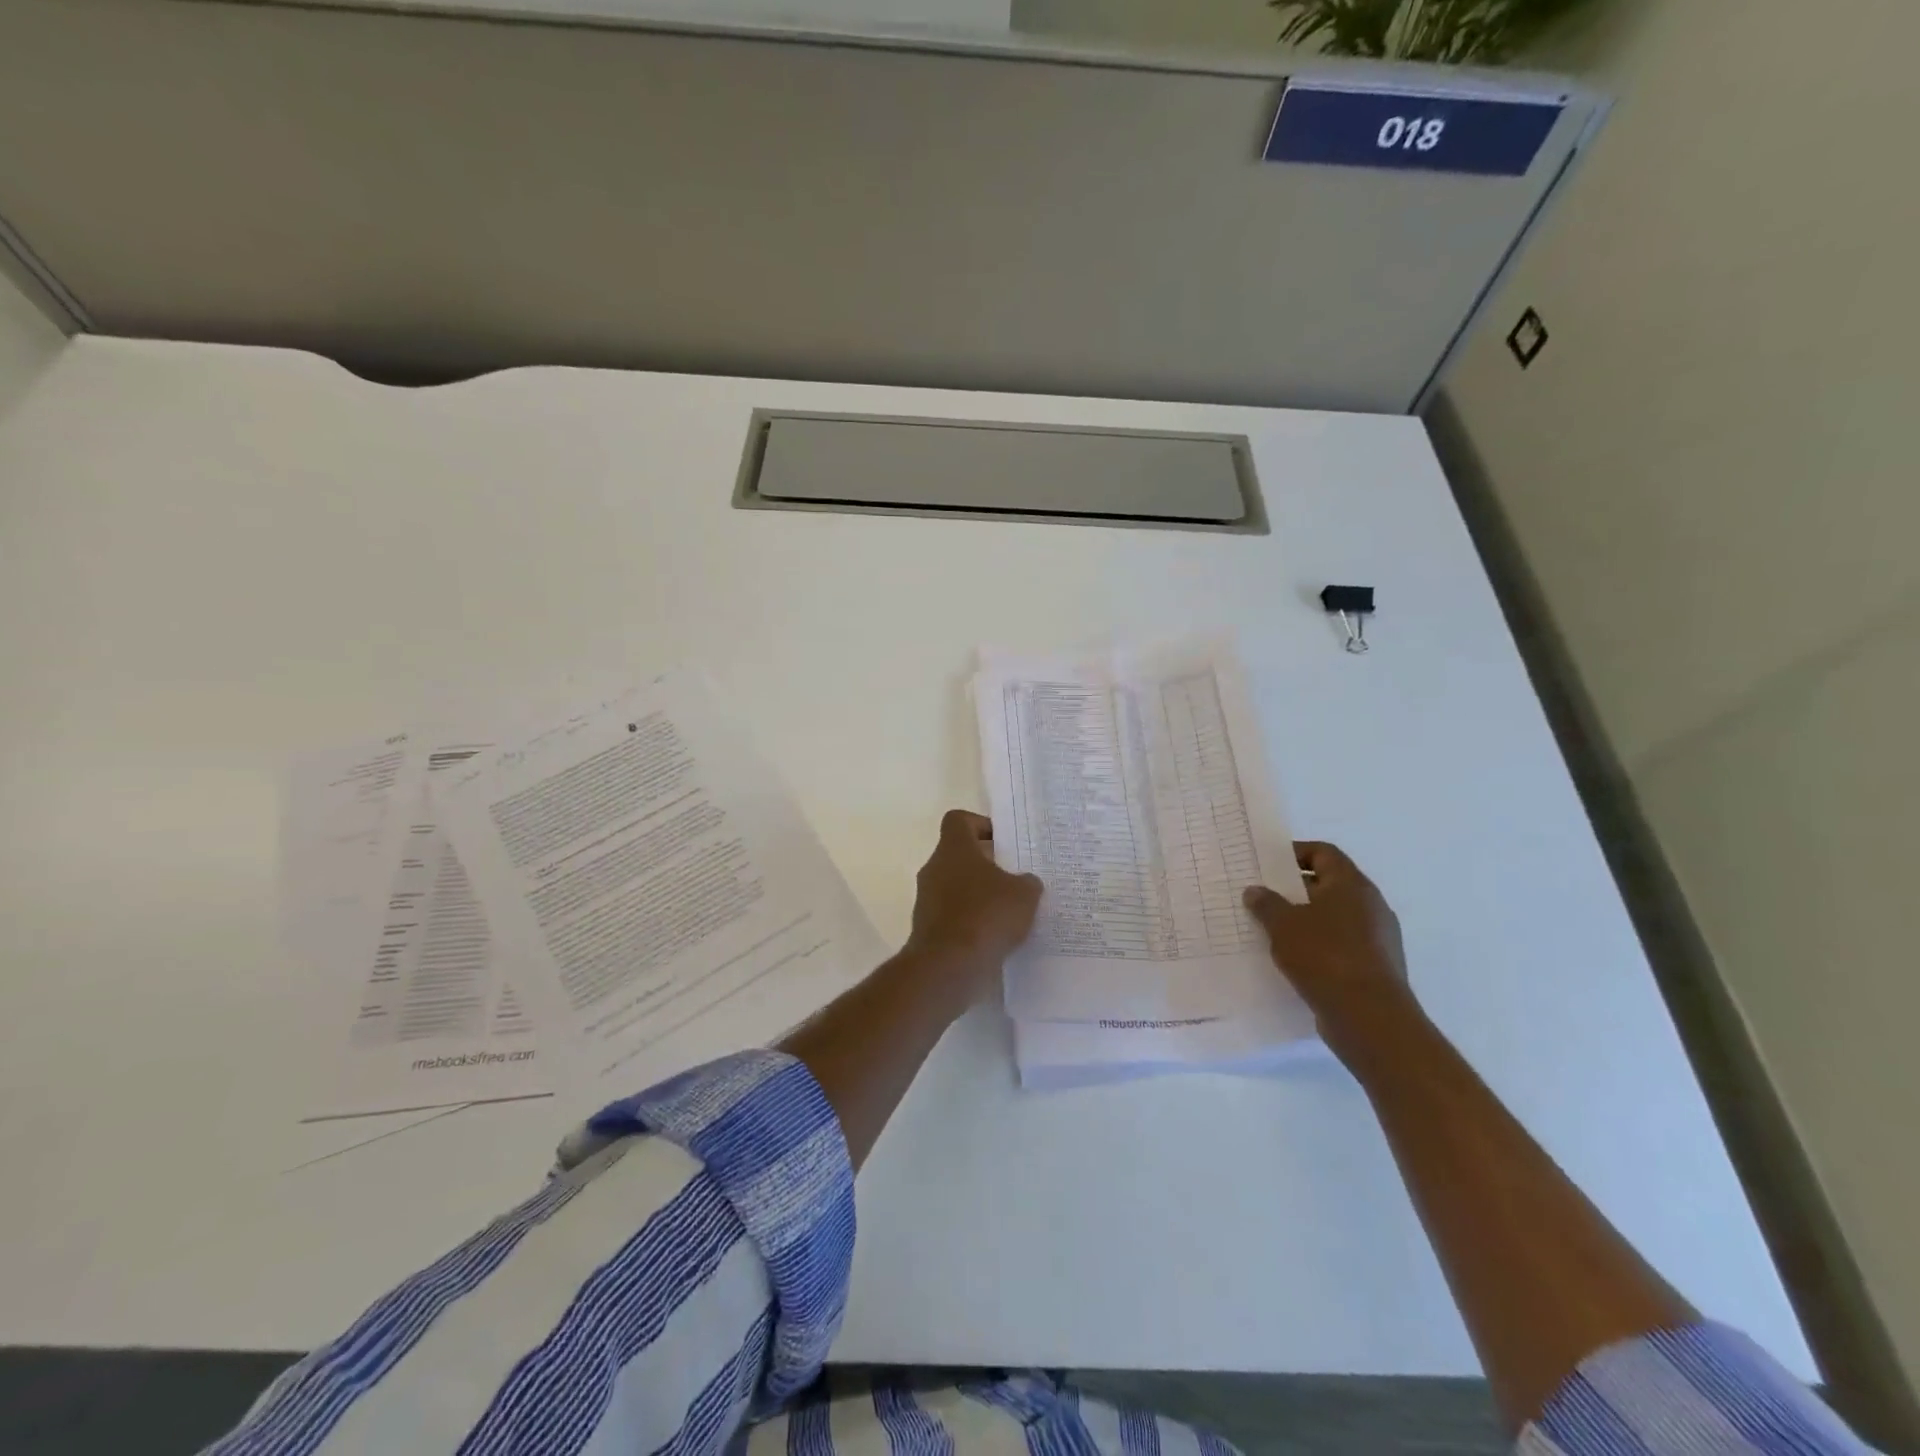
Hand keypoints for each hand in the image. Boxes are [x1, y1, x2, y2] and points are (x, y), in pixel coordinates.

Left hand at [905, 810, 1043, 1003]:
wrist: (948, 966)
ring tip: (1008, 911)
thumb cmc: (986, 916)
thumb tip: (1025, 882)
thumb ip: (1027, 882)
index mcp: (953, 849)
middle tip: (1014, 879)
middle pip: (959, 855)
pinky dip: (970, 921)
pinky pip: (952, 915)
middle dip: (986, 865)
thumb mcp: (1024, 894)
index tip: (1003, 843)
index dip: (981, 825)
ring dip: (978, 895)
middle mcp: (934, 868)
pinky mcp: (926, 928)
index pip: (959, 820)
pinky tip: (994, 936)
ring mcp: (926, 899)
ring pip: (955, 886)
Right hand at [1243, 841, 1413, 1061]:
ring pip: (1335, 918)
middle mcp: (1371, 905)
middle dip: (1295, 889)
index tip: (1267, 864)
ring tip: (1272, 930)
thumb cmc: (1325, 957)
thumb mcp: (1283, 925)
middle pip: (1329, 885)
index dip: (1295, 853)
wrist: (1370, 1018)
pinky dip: (1318, 947)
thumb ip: (1266, 904)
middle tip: (1263, 897)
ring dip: (1306, 921)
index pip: (1324, 853)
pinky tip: (1294, 960)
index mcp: (1352, 885)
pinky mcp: (1376, 967)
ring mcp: (1378, 938)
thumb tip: (1255, 890)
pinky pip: (1341, 946)